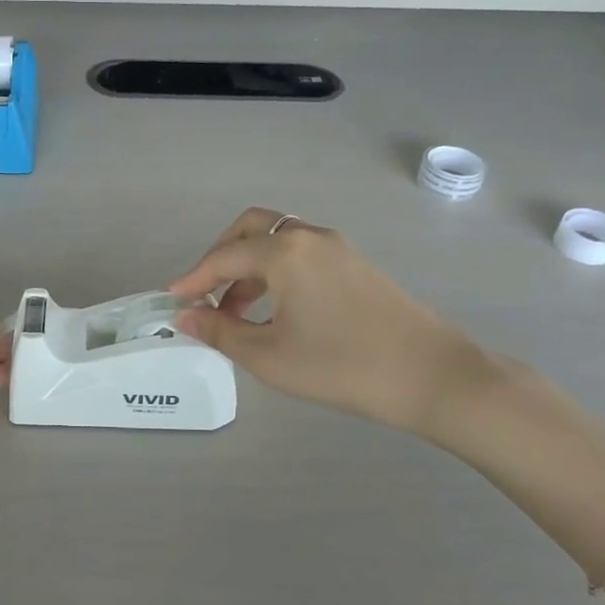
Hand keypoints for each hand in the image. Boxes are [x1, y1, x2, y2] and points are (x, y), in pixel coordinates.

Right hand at [167, 209, 490, 435]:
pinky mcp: (355, 264)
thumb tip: (184, 318)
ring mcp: (336, 248)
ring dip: (249, 266)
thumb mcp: (269, 356)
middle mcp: (308, 237)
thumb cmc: (341, 366)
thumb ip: (221, 332)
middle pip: (250, 229)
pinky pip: (301, 253)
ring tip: (234, 312)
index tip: (172, 301)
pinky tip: (274, 310)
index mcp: (284, 252)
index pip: (223, 258)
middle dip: (220, 256)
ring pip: (277, 240)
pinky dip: (276, 271)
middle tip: (205, 293)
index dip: (193, 280)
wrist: (432, 376)